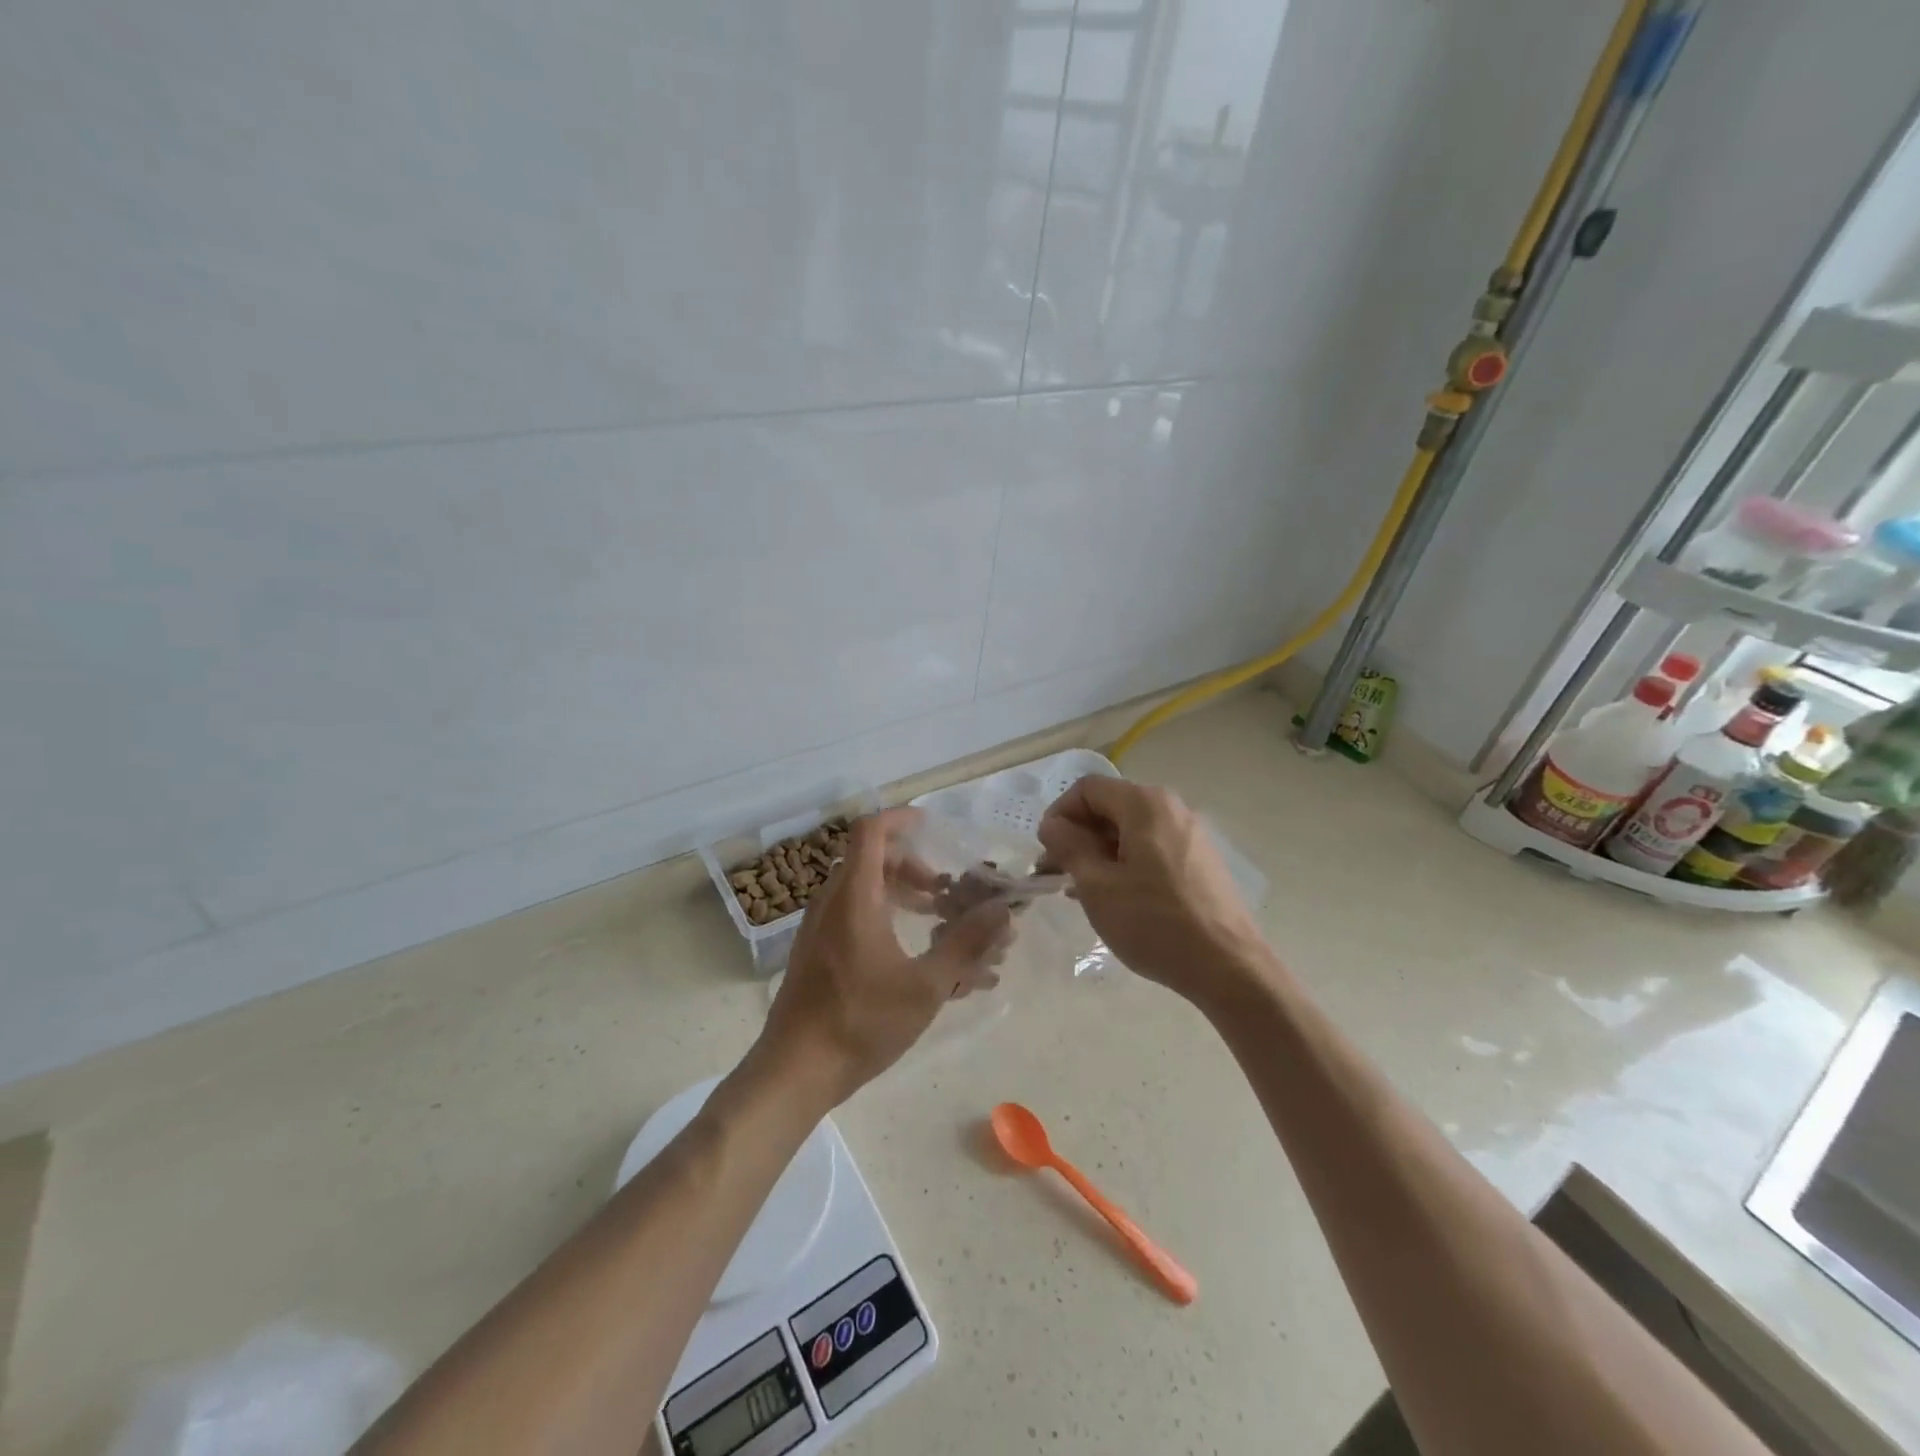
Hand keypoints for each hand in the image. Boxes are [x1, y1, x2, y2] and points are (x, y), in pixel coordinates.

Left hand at [757, 808, 1012, 1105]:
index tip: (932, 827)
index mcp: (855, 897)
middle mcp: (832, 902)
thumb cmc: (861, 1022)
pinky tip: (912, 955)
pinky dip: (884, 916)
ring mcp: (819, 928)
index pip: (872, 831)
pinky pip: (853, 915)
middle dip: (914, 867)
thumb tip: (1004, 911)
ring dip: (902, 894)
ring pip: (864, 889)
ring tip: (938, 921)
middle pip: (872, 859)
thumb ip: (967, 944)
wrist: (794, 1072)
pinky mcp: (816, 952)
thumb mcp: (926, 985)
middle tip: (946, 892)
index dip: (901, 819)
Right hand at [1037, 777, 1266, 1003]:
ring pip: (1131, 830)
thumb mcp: (1097, 886)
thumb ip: (1069, 846)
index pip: (1087, 788)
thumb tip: (1053, 824)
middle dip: (1078, 835)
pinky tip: (1116, 898)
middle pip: (1111, 806)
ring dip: (1100, 852)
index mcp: (1145, 804)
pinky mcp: (1202, 861)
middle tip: (1057, 873)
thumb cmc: (1154, 923)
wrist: (1229, 967)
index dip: (1059, 814)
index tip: (1046, 850)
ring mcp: (1191, 834)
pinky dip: (1126, 863)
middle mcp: (1172, 808)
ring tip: (1081, 890)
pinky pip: (1153, 848)